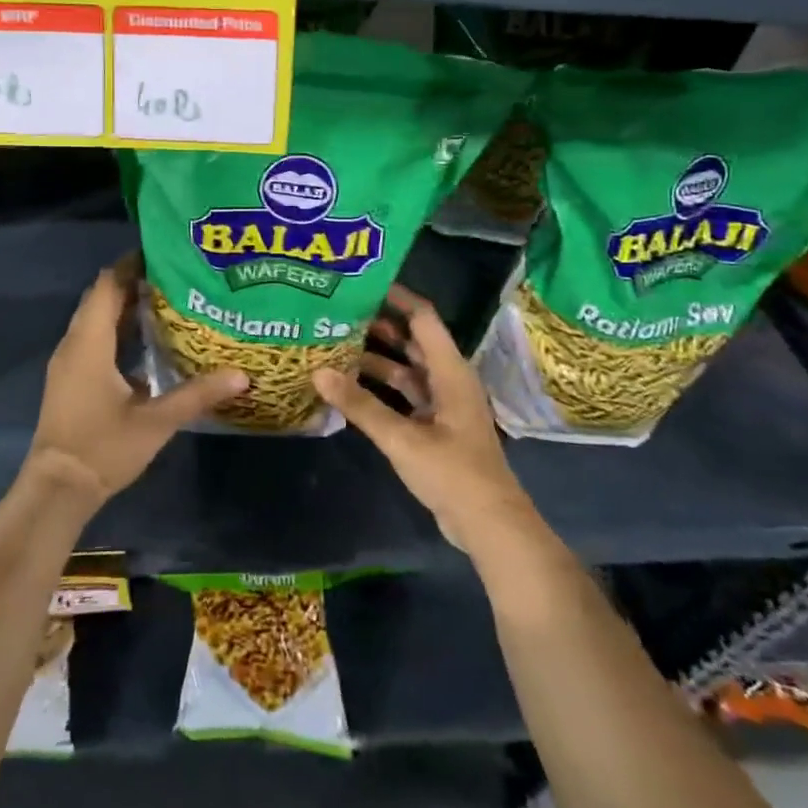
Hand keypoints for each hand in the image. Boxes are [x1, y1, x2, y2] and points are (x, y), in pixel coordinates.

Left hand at [26, 255, 247, 506]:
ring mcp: (68, 363)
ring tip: (168, 301)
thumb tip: (242, 375)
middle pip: (101, 298)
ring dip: (125, 306)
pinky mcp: (70, 379)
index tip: (164, 254)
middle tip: (175, 276)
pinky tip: (147, 341)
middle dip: (134, 282)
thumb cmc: (103, 448)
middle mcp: (74, 345)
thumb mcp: (156, 421)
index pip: (107, 286)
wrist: (57, 490)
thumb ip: (198, 394)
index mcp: (90, 344)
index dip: (132, 265)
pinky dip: (117, 330)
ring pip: (95, 319)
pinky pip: (93, 339)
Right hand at [313, 285, 544, 557]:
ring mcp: (443, 405)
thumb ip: (360, 405)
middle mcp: (448, 379)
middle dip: (380, 326)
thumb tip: (318, 371)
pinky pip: (406, 395)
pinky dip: (383, 388)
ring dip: (378, 359)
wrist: (489, 524)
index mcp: (450, 371)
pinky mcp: (436, 427)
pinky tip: (353, 387)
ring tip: (338, 345)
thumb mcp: (402, 438)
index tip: (363, 283)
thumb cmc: (452, 472)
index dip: (397, 297)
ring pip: (408, 370)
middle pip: (413, 341)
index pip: (423, 318)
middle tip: (340, 313)